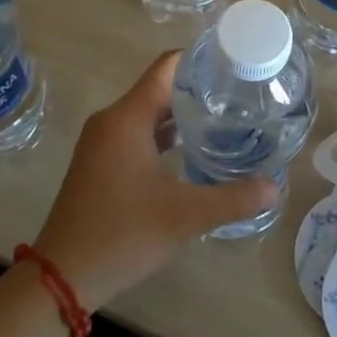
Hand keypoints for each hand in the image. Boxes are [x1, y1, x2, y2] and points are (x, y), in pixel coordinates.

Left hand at [33, 51, 276, 310]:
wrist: (61, 277)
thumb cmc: (121, 234)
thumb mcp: (183, 216)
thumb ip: (232, 199)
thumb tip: (275, 186)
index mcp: (128, 117)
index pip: (167, 67)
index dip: (200, 59)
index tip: (234, 63)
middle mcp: (112, 119)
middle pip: (160, 88)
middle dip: (197, 89)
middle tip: (240, 95)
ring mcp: (102, 141)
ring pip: (148, 112)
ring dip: (181, 114)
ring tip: (223, 119)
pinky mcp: (99, 161)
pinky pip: (137, 132)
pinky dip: (163, 134)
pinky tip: (191, 150)